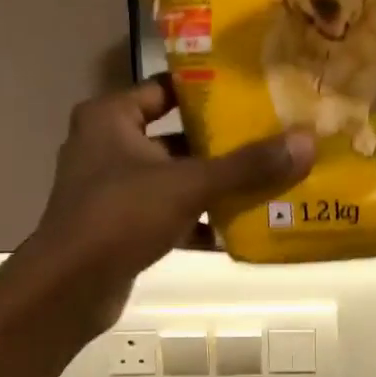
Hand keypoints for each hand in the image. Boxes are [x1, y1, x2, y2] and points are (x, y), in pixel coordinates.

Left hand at [24, 77, 314, 332]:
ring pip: (174, 179)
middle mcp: (107, 147)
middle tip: (270, 139)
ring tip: (264, 183)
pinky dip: (197, 222)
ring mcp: (112, 189)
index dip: (206, 90)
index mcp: (110, 118)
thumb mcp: (188, 184)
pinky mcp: (120, 227)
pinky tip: (237, 232)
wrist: (68, 288)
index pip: (164, 88)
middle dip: (220, 144)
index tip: (250, 94)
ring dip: (213, 186)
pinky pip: (168, 215)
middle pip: (175, 136)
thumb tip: (306, 141)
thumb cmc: (121, 216)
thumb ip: (247, 165)